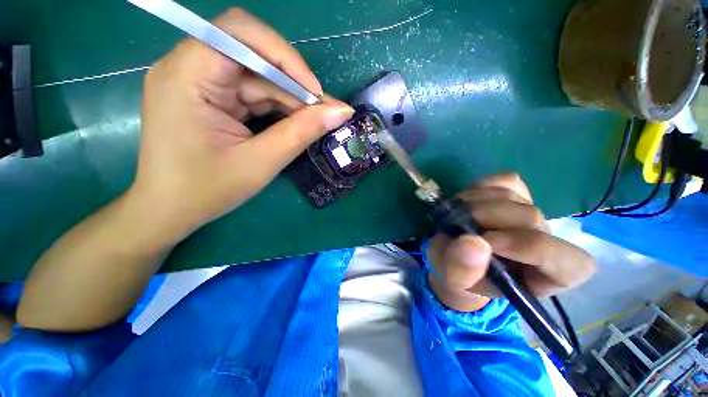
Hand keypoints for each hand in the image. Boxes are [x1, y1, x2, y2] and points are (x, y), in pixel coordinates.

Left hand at [133, 8, 353, 232]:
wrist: (170, 209)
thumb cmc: (207, 190)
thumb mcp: (262, 162)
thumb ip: (302, 132)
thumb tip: (341, 111)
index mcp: (187, 76)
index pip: (240, 33)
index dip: (285, 57)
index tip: (315, 94)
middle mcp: (188, 67)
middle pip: (252, 53)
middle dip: (292, 82)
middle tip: (321, 111)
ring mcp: (198, 81)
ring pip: (256, 75)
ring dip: (289, 97)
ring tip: (313, 121)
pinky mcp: (208, 97)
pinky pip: (251, 91)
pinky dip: (276, 106)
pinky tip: (293, 123)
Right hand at [427, 173, 594, 311]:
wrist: (454, 257)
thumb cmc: (459, 275)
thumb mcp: (451, 281)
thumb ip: (460, 270)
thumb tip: (474, 242)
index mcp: (542, 276)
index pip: (568, 263)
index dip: (528, 247)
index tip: (484, 242)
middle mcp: (545, 242)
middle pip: (531, 217)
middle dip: (487, 216)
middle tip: (455, 221)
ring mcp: (529, 214)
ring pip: (514, 196)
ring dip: (475, 201)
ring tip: (455, 213)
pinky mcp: (514, 194)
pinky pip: (506, 180)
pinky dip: (482, 186)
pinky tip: (467, 200)